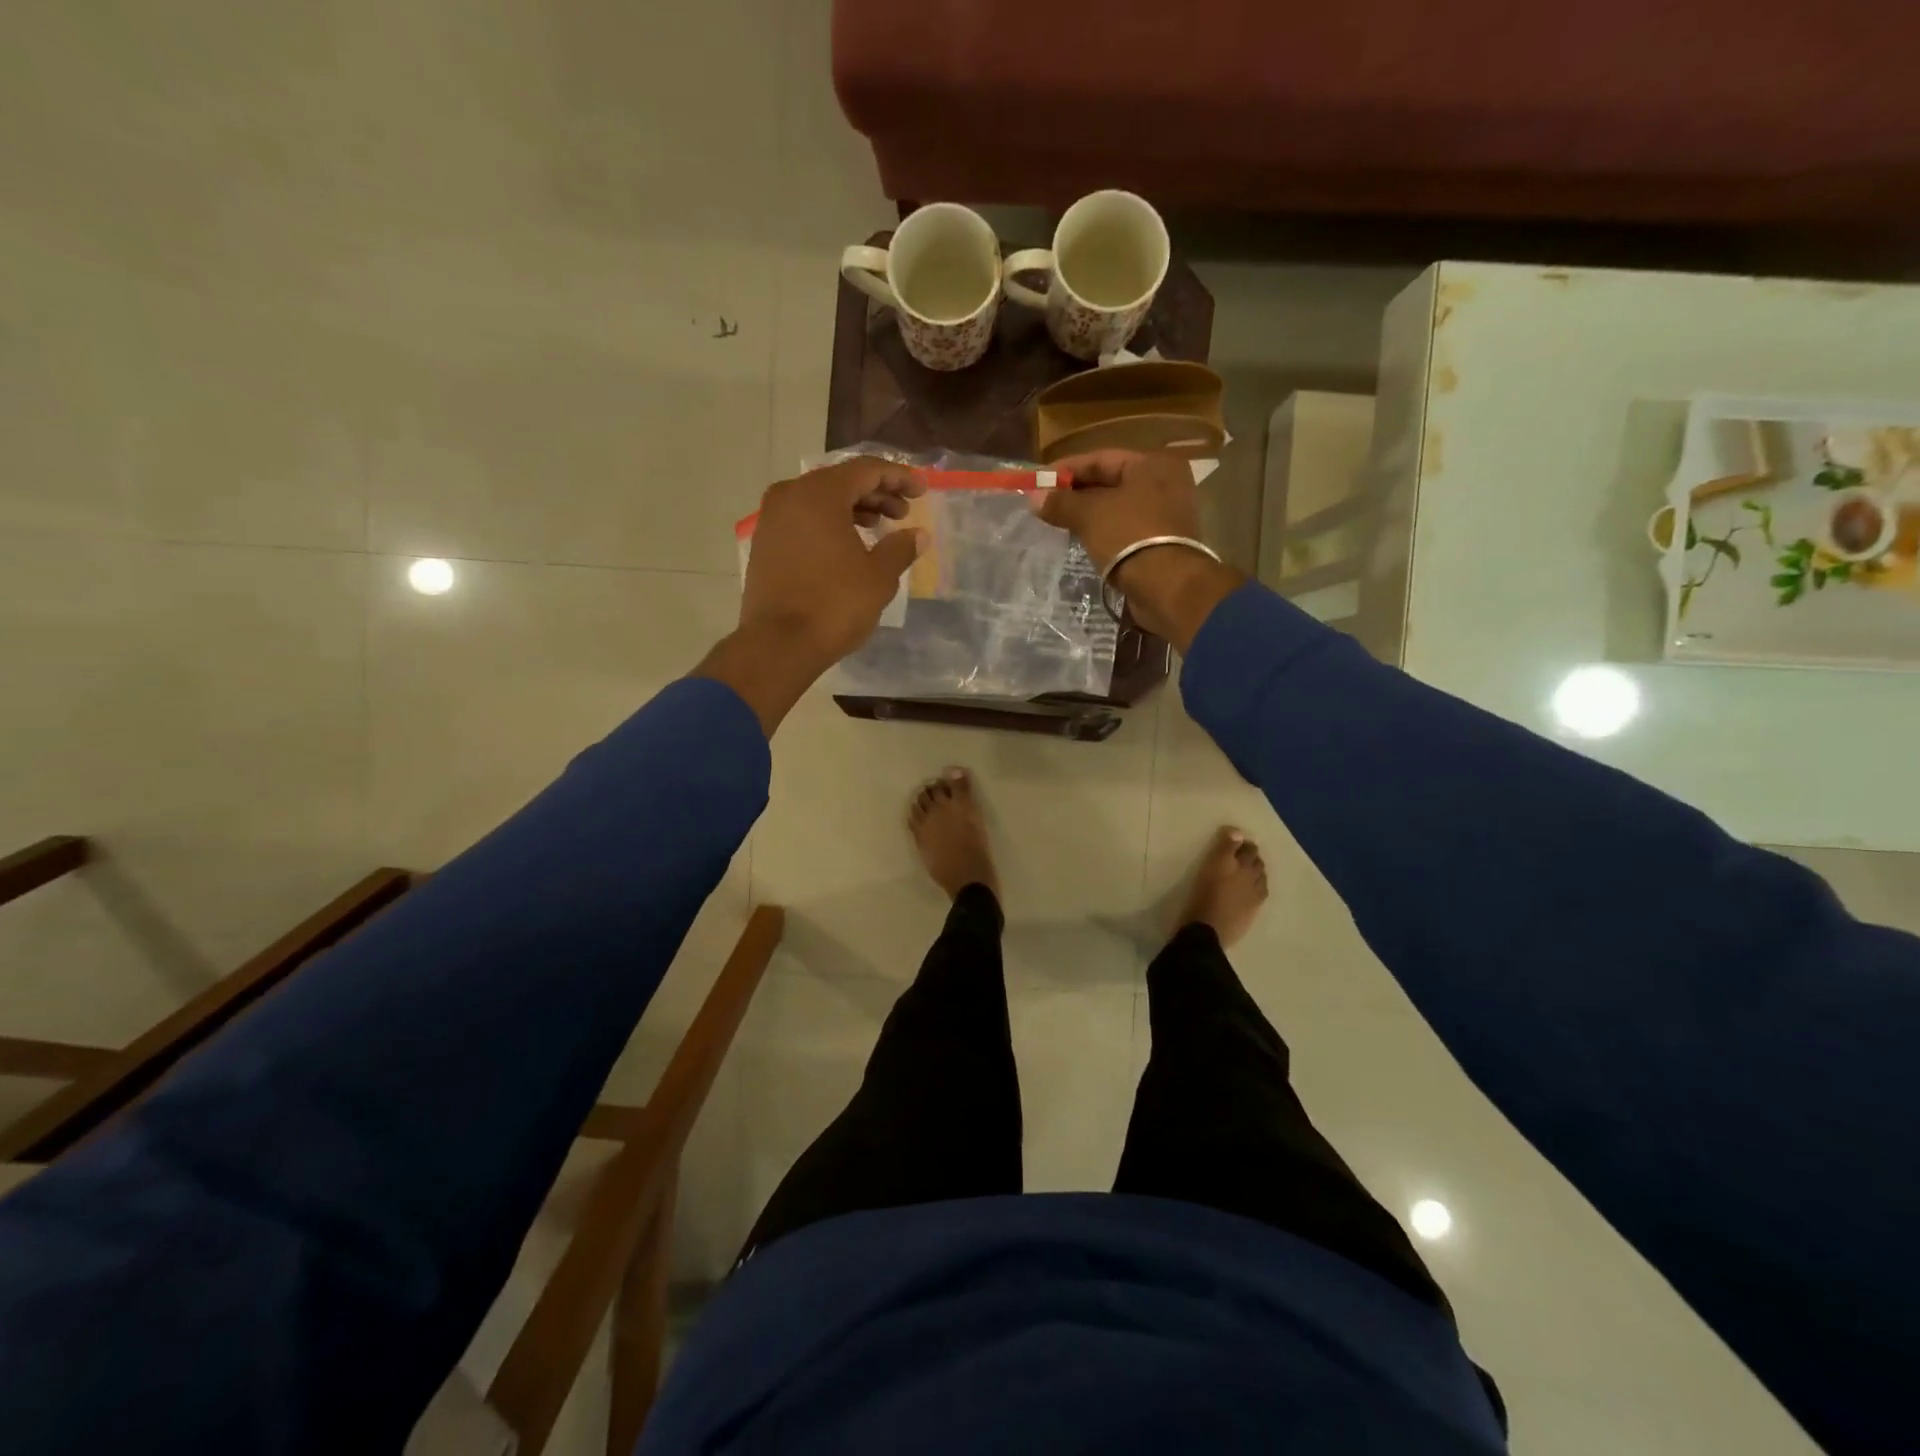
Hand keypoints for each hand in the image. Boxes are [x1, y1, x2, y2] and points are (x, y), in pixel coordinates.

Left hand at [695, 457, 925, 734]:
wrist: (778, 644)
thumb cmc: (834, 605)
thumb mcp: (878, 577)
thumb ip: (900, 548)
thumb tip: (918, 535)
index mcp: (820, 494)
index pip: (866, 470)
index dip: (898, 477)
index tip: (921, 491)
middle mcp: (791, 495)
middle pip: (841, 481)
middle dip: (876, 493)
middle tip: (903, 513)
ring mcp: (772, 519)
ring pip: (820, 500)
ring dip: (853, 508)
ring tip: (879, 528)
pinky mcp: (765, 543)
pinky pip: (803, 519)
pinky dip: (829, 523)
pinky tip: (848, 545)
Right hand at [1037, 450, 1242, 652]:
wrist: (1167, 586)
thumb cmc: (1129, 536)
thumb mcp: (1089, 514)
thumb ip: (1061, 502)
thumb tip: (1033, 498)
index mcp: (1151, 464)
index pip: (1100, 458)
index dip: (1066, 469)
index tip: (1039, 482)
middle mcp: (1164, 482)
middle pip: (1110, 481)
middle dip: (1076, 493)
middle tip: (1046, 505)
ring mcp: (1167, 513)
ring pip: (1118, 506)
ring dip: (1089, 514)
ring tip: (1060, 523)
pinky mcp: (1164, 541)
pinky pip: (1126, 528)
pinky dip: (1105, 531)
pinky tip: (1084, 540)